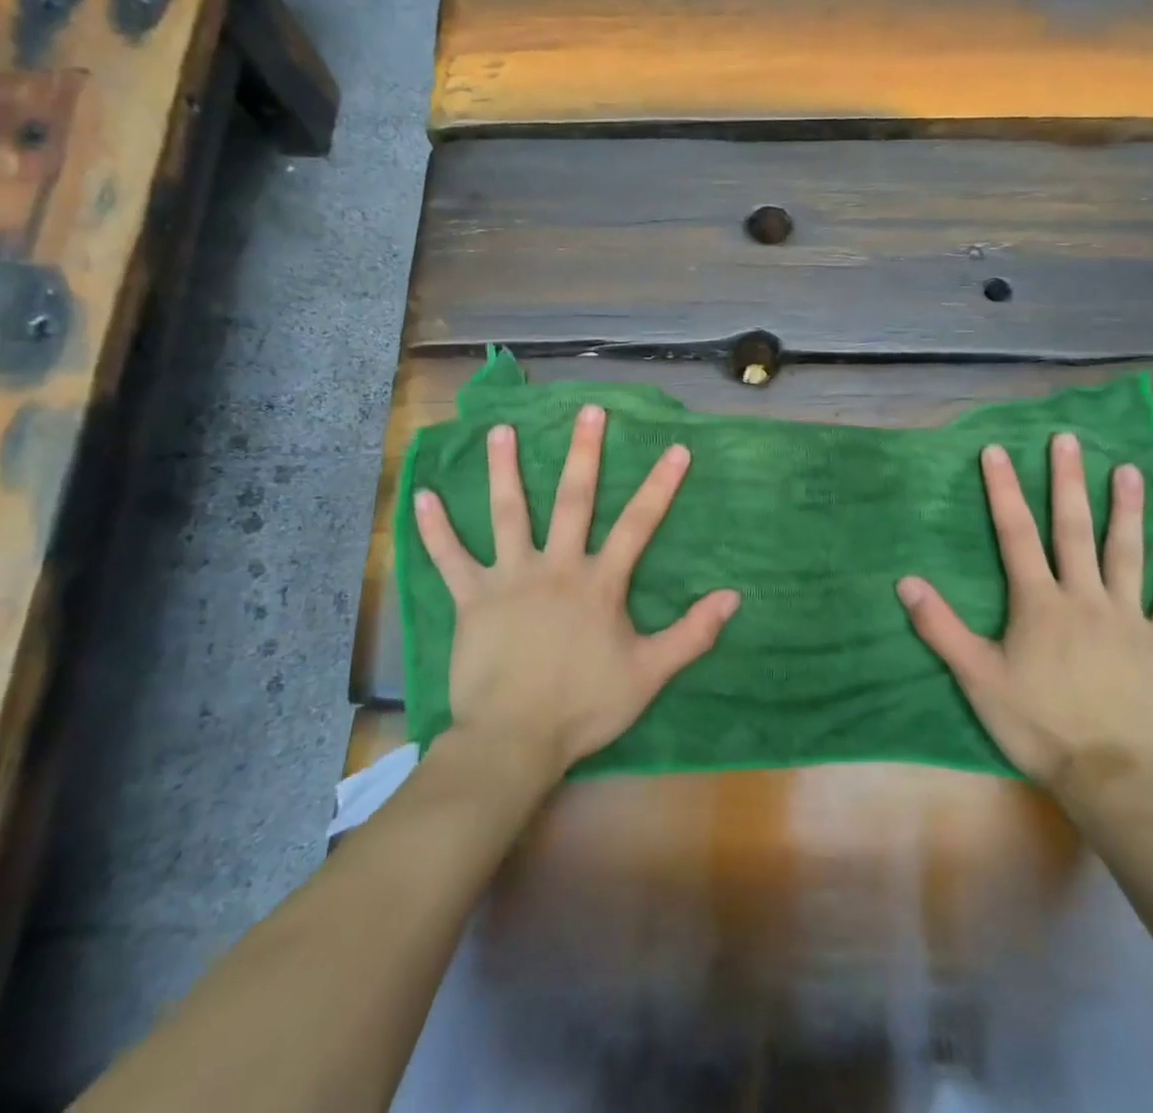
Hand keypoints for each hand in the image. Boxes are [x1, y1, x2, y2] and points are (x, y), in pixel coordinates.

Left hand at [414, 404, 739, 780]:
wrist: (513, 740)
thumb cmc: (583, 706)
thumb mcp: (649, 674)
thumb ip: (691, 634)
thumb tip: (733, 597)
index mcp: (598, 583)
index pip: (637, 524)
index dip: (659, 486)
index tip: (676, 448)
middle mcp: (555, 566)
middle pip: (573, 500)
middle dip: (584, 453)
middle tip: (588, 411)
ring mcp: (509, 578)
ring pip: (507, 513)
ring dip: (504, 469)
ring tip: (500, 429)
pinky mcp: (471, 598)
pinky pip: (449, 558)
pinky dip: (435, 528)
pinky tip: (419, 496)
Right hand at [897, 433, 1152, 786]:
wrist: (1110, 777)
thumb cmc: (1036, 724)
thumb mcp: (977, 678)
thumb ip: (940, 627)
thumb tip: (905, 581)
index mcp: (1039, 603)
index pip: (1016, 535)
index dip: (1003, 491)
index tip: (997, 451)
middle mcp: (1084, 597)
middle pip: (1073, 530)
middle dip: (1067, 482)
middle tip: (1068, 441)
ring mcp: (1129, 618)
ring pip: (1126, 553)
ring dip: (1125, 510)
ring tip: (1128, 470)